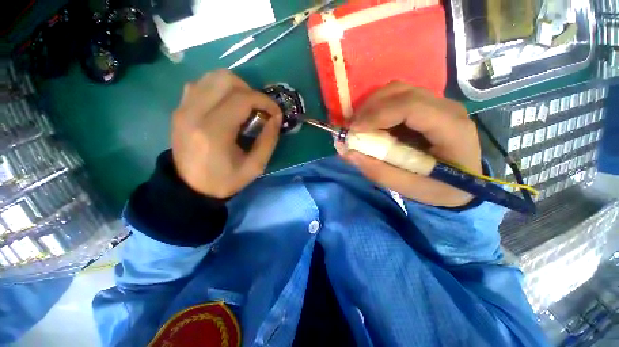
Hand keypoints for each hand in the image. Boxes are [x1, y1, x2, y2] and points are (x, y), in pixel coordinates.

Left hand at [171, 70, 281, 197]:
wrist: (190, 187)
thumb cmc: (225, 180)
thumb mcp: (255, 166)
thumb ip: (269, 140)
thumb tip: (276, 118)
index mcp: (214, 131)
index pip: (243, 98)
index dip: (265, 101)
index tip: (275, 113)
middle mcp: (194, 113)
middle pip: (225, 79)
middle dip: (250, 91)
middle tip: (258, 109)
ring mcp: (183, 108)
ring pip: (212, 77)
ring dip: (234, 88)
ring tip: (244, 107)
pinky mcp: (179, 109)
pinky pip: (200, 85)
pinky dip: (218, 89)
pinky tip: (226, 106)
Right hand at [339, 82, 481, 206]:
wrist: (464, 183)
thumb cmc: (439, 188)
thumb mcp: (408, 187)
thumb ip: (377, 170)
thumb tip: (346, 151)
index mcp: (451, 129)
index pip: (411, 107)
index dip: (378, 114)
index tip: (353, 130)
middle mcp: (447, 108)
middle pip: (401, 92)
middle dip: (369, 108)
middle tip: (351, 129)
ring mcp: (438, 103)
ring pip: (397, 91)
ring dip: (372, 107)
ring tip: (358, 126)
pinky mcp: (427, 106)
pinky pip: (397, 98)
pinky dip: (378, 108)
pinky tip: (371, 124)